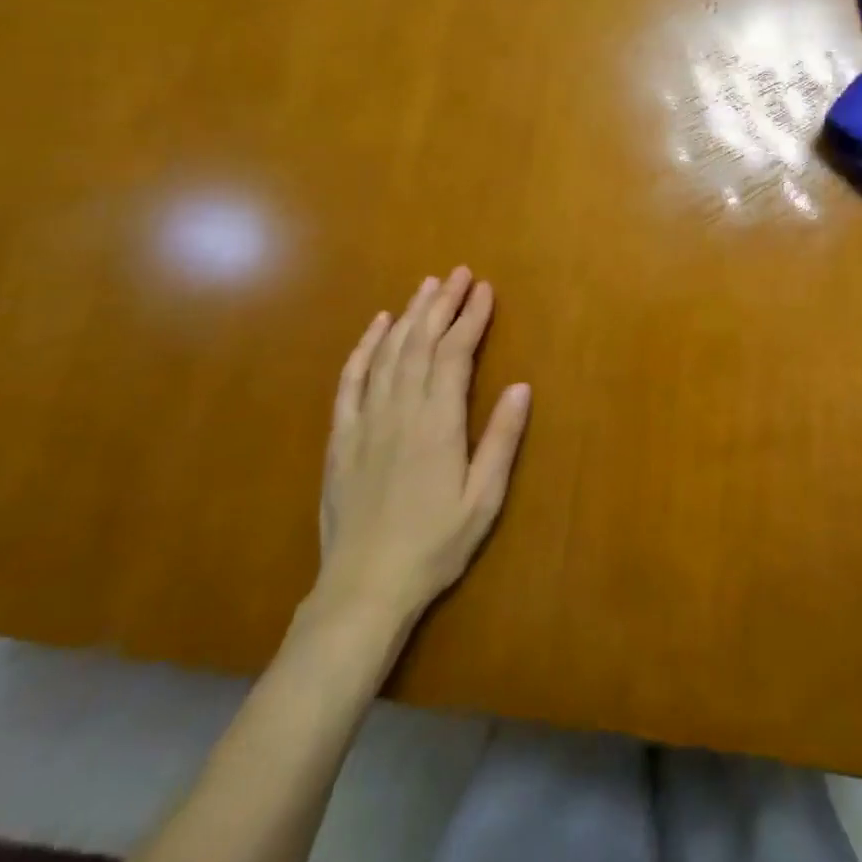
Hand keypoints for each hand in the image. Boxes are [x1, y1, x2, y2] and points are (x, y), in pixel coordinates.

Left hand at [311, 267, 531, 635]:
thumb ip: (501, 440)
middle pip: (421, 342)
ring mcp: (366, 420)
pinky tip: (376, 326)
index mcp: (438, 423)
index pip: (455, 353)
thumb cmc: (434, 544)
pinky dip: (364, 347)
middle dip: (442, 303)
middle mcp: (400, 410)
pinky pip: (351, 380)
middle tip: (459, 274)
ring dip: (409, 315)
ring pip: (388, 353)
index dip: (471, 318)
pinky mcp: (341, 436)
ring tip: (428, 287)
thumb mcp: (483, 499)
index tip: (485, 290)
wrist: (363, 588)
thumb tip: (519, 386)